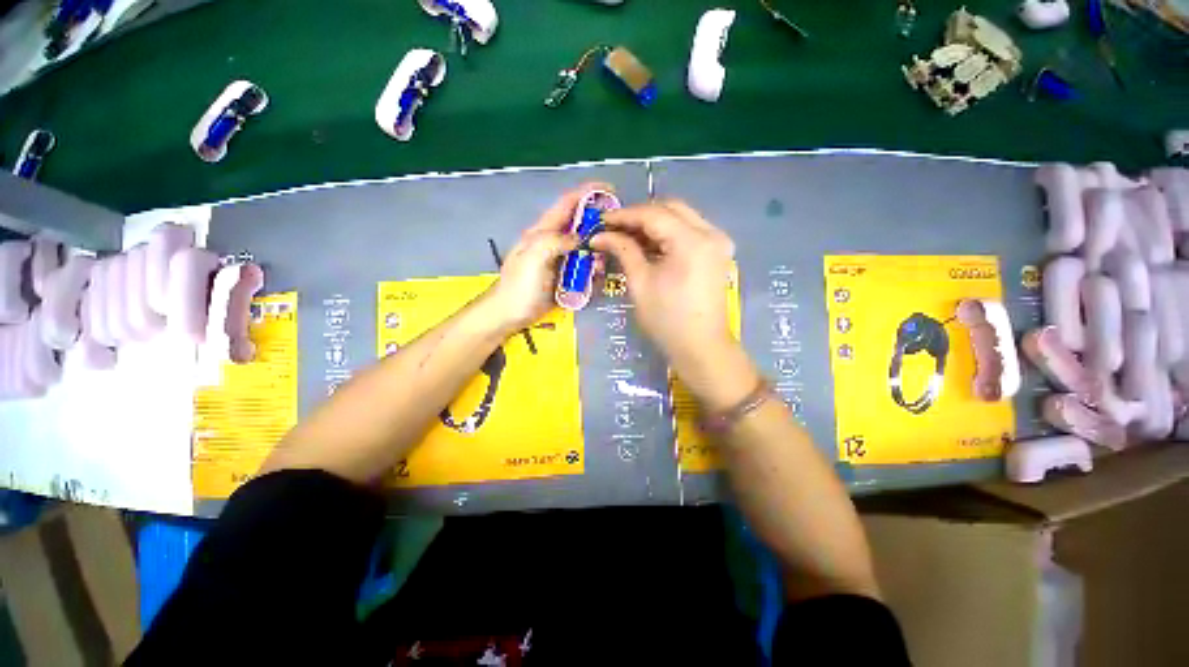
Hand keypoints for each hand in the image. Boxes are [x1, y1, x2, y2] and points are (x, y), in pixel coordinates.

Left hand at [483, 183, 609, 331]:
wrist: (510, 315)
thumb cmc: (519, 287)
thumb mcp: (533, 258)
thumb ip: (555, 241)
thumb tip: (580, 238)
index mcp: (542, 232)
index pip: (567, 204)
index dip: (587, 193)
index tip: (610, 191)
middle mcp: (552, 242)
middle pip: (580, 226)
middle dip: (597, 229)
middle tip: (612, 240)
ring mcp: (559, 260)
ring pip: (584, 248)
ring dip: (595, 254)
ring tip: (599, 267)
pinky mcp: (564, 277)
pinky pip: (583, 267)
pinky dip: (591, 271)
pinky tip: (594, 279)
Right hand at [593, 199, 757, 409]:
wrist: (700, 347)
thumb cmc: (667, 319)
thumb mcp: (640, 282)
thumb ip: (623, 250)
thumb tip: (600, 235)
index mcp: (692, 241)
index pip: (653, 214)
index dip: (624, 215)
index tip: (601, 220)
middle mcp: (711, 233)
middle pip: (670, 208)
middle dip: (639, 215)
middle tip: (614, 228)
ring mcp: (718, 242)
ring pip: (681, 218)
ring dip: (653, 223)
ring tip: (626, 236)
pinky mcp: (717, 253)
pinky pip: (689, 232)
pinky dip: (667, 234)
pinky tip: (648, 245)